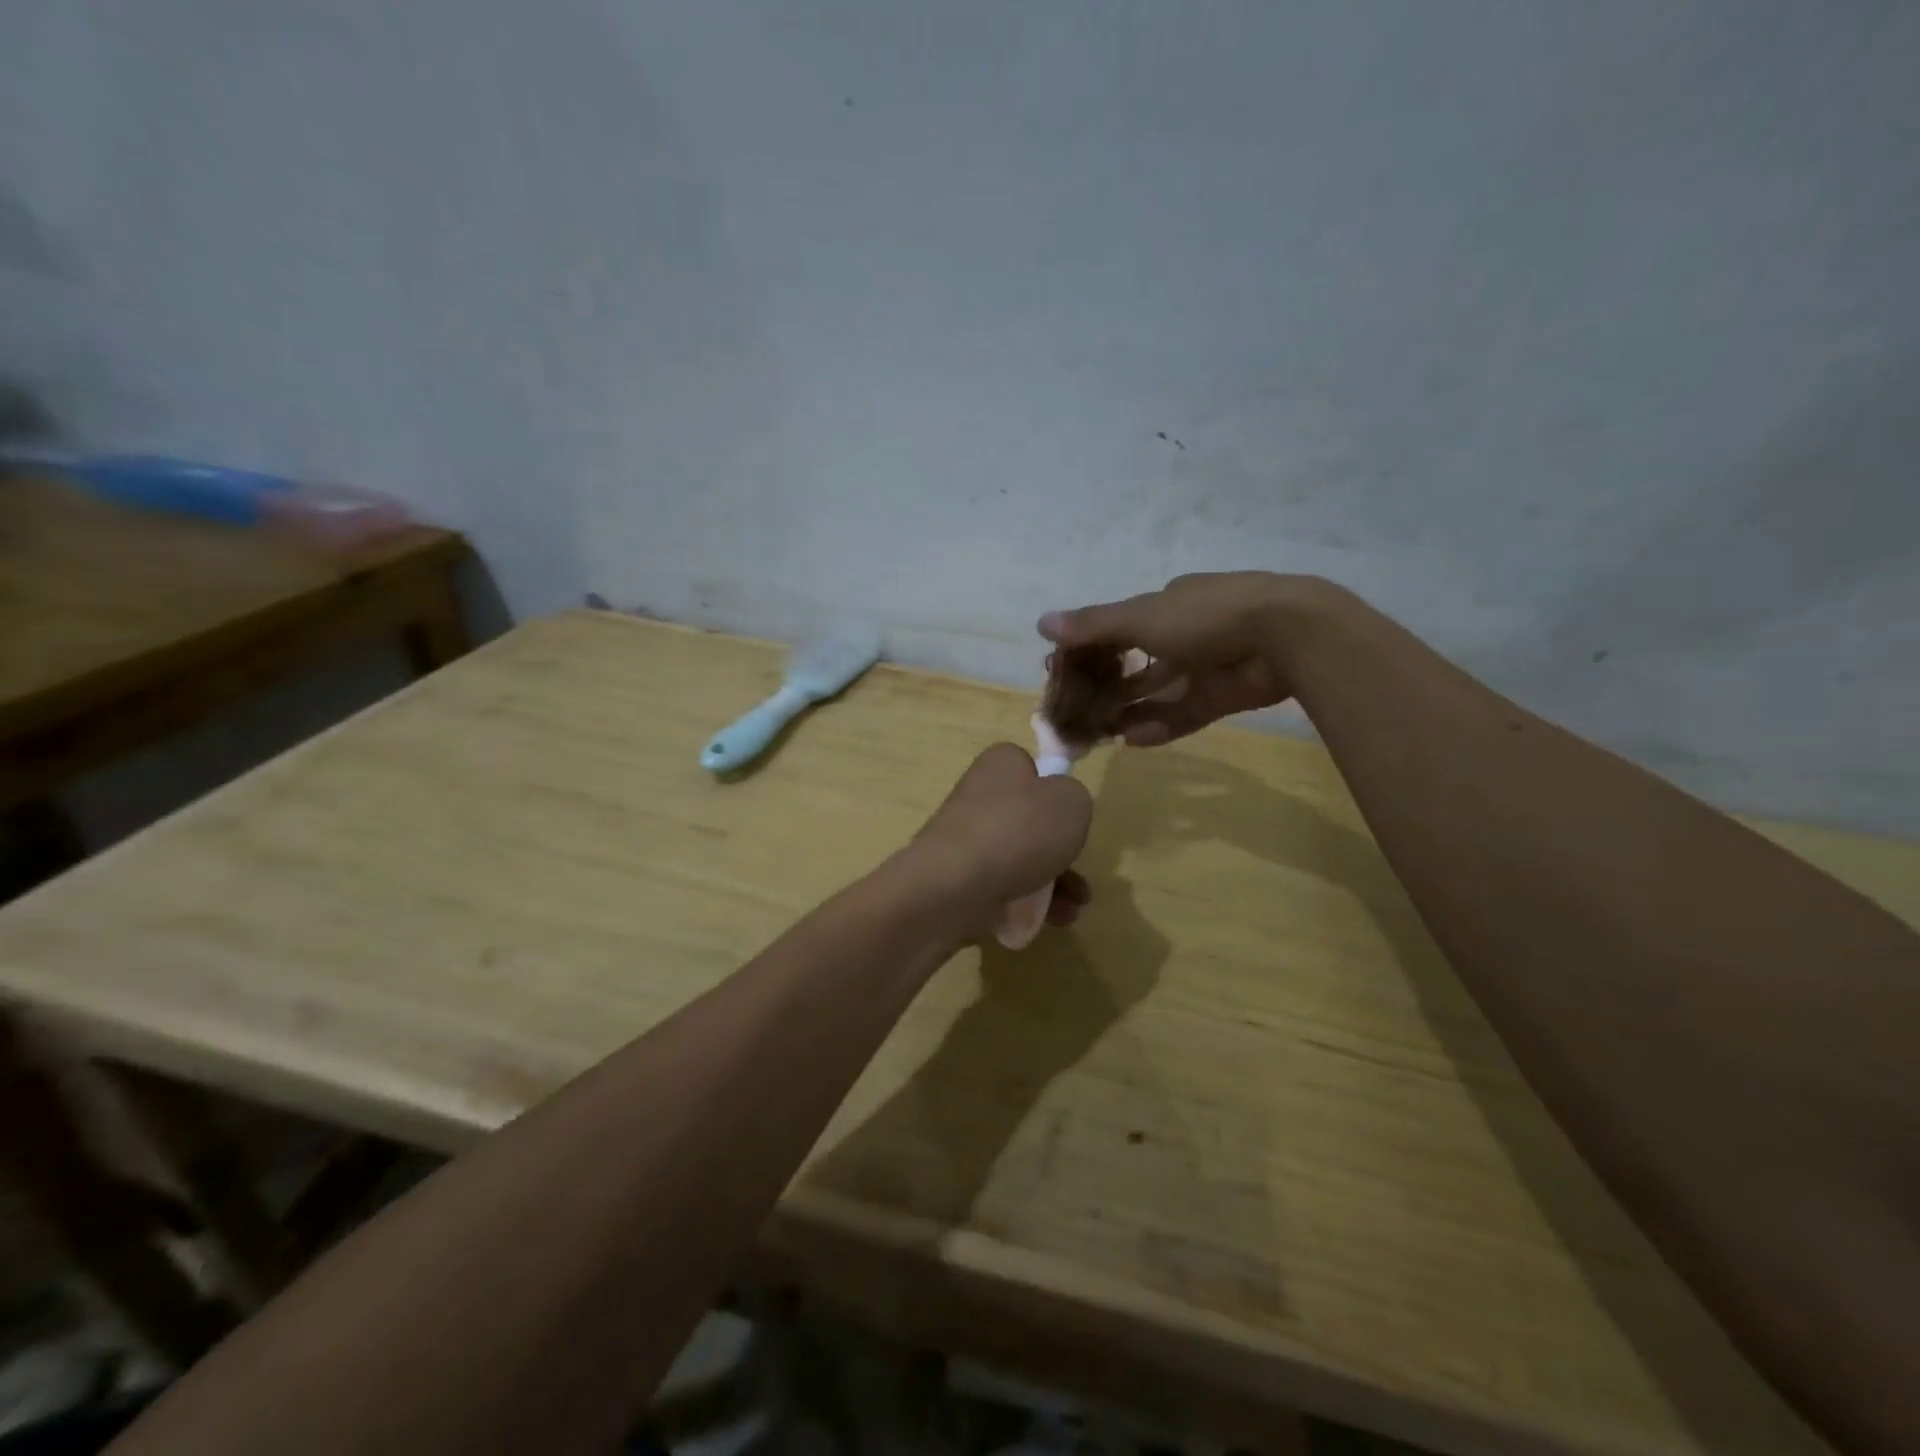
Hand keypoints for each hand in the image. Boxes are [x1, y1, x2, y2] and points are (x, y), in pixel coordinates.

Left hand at [908, 743, 1093, 928]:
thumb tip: (1060, 807)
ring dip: (1053, 882)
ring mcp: (966, 839)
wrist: (952, 889)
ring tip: (1074, 909)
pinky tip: (1052, 921)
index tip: (1069, 816)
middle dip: (1060, 850)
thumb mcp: (1070, 801)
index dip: (1055, 790)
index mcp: (1000, 765)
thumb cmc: (1017, 833)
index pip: (1031, 767)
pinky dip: (1028, 902)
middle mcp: (979, 796)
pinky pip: (1002, 886)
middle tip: (1078, 870)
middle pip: (1029, 819)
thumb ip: (1074, 797)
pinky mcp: (959, 878)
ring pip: (1020, 858)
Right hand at [1041, 572, 1328, 745]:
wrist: (1285, 636)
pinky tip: (1130, 741)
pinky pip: (1182, 714)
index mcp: (1167, 605)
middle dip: (1105, 684)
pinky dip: (1158, 726)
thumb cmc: (1205, 616)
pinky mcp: (1222, 698)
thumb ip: (1093, 625)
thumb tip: (1041, 622)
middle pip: (1135, 662)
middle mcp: (1184, 633)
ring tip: (1097, 733)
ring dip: (1128, 710)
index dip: (1089, 648)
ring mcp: (1205, 667)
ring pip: (1157, 692)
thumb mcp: (1141, 617)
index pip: (1119, 627)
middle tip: (1075, 708)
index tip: (1063, 670)